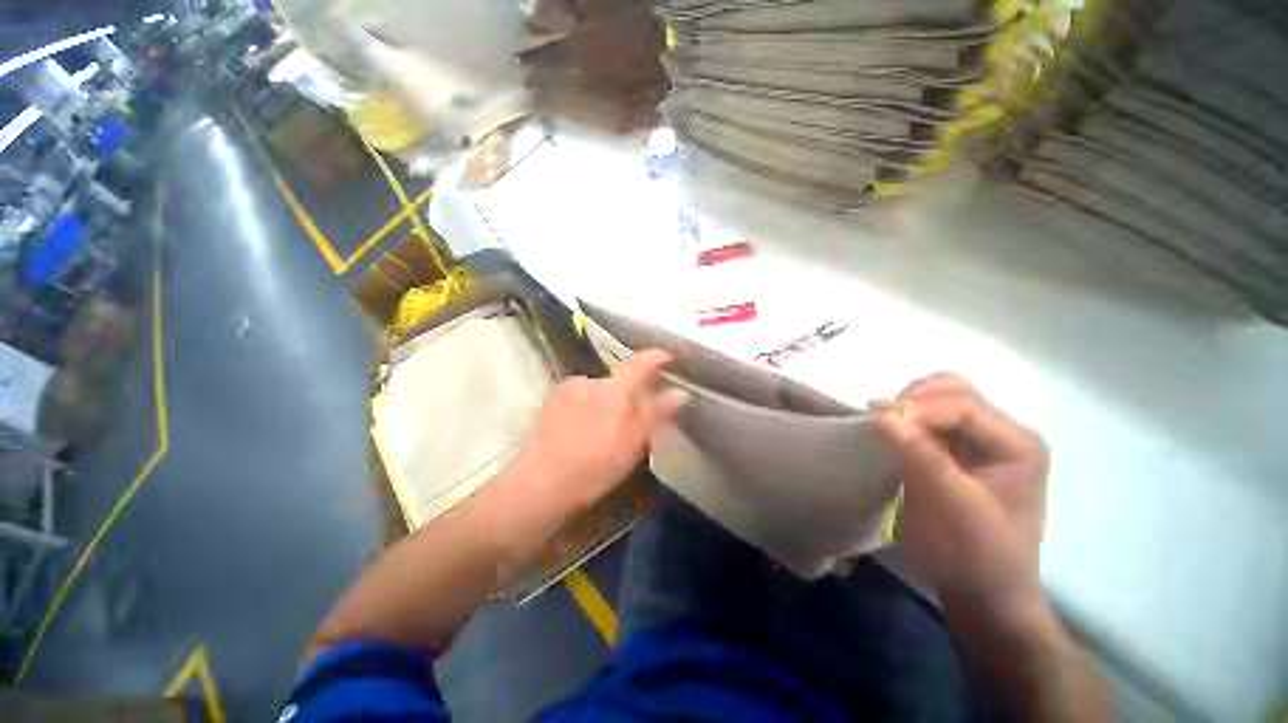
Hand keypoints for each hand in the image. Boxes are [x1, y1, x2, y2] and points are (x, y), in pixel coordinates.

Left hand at [508, 349, 688, 513]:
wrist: (540, 483)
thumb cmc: (594, 465)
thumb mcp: (632, 444)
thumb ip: (656, 414)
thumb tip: (679, 393)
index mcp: (613, 390)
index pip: (638, 363)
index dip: (655, 357)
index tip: (667, 358)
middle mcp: (589, 381)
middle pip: (616, 381)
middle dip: (628, 394)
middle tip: (632, 420)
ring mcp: (566, 389)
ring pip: (596, 390)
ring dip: (605, 402)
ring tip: (602, 431)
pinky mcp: (549, 401)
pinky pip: (578, 397)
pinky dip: (586, 407)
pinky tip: (580, 430)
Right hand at [871, 373, 1048, 628]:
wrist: (983, 594)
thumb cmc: (977, 554)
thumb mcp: (952, 505)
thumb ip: (918, 454)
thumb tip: (878, 412)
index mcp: (1017, 444)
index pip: (962, 405)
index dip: (918, 409)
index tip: (877, 422)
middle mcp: (1002, 435)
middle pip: (953, 391)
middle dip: (913, 400)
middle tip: (881, 420)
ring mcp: (979, 443)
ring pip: (938, 401)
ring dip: (908, 408)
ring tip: (884, 427)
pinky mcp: (956, 454)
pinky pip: (928, 422)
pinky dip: (906, 422)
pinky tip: (891, 435)